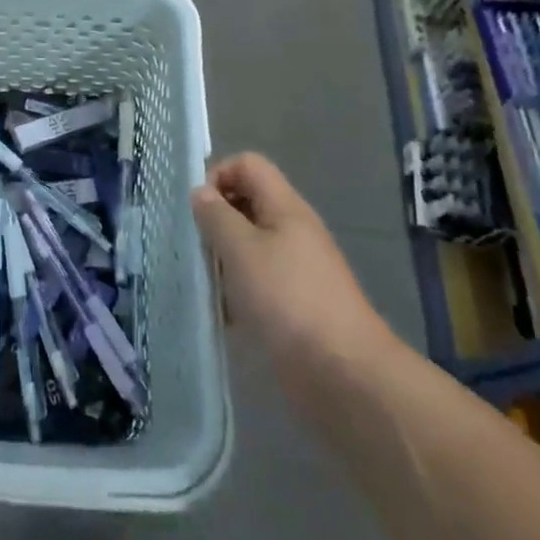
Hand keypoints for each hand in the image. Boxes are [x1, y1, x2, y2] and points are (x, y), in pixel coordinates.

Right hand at [191, 153, 396, 379]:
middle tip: (196, 247)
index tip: (198, 211)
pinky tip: (225, 314)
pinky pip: (256, 281)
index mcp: (285, 207)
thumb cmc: (288, 299)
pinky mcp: (293, 303)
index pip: (248, 165)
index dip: (218, 176)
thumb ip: (216, 216)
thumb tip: (200, 192)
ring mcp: (295, 268)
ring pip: (249, 245)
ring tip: (206, 282)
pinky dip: (237, 291)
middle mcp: (292, 230)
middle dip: (216, 220)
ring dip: (223, 258)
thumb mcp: (242, 250)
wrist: (343, 373)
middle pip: (247, 203)